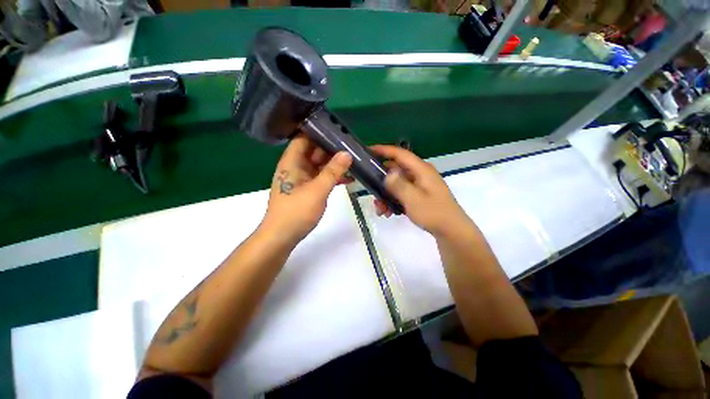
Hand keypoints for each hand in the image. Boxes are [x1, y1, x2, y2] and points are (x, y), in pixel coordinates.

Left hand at [260, 134, 352, 245]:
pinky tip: (348, 178)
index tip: (339, 132)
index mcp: (292, 161)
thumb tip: (347, 153)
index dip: (319, 133)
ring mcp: (301, 179)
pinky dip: (332, 177)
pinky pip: (321, 178)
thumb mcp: (317, 190)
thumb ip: (332, 171)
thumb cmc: (296, 212)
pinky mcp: (306, 189)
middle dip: (332, 149)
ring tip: (354, 162)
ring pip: (319, 165)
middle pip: (314, 151)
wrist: (282, 236)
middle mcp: (296, 167)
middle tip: (352, 148)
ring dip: (334, 165)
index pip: (304, 138)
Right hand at [371, 145, 470, 236]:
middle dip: (381, 182)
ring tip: (381, 210)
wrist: (451, 230)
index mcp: (421, 170)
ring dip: (386, 195)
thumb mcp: (413, 199)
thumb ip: (399, 185)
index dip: (383, 150)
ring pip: (397, 184)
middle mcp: (420, 174)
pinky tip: (389, 212)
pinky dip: (393, 200)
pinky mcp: (419, 194)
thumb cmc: (434, 213)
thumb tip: (387, 173)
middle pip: (396, 171)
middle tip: (370, 191)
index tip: (368, 151)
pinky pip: (401, 193)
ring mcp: (419, 184)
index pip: (400, 154)